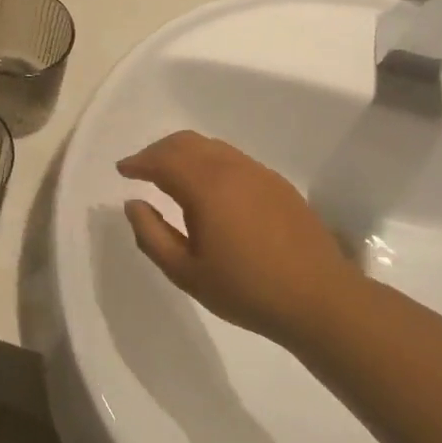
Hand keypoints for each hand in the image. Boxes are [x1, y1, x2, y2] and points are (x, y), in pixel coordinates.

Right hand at [119, 131, 361, 342]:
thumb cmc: (246, 290)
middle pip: (187, 142)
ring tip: (170, 177)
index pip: (163, 159)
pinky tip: (208, 189)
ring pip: (212, 147)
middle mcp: (233, 169)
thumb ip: (151, 235)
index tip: (122, 170)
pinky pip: (233, 159)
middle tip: (141, 169)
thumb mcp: (186, 272)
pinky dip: (209, 162)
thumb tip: (133, 204)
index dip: (138, 162)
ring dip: (185, 154)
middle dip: (158, 151)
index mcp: (207, 187)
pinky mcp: (278, 185)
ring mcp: (260, 173)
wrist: (320, 300)